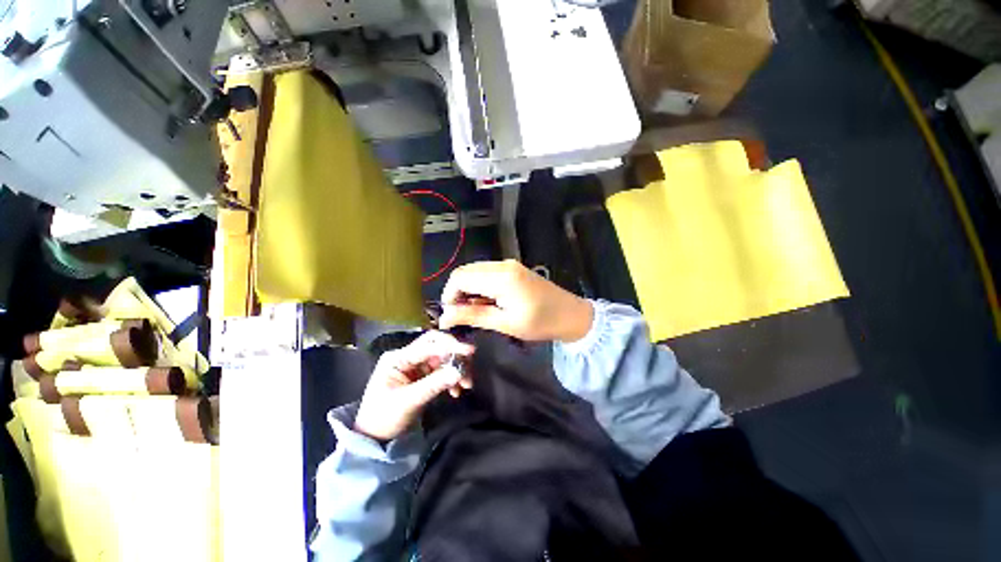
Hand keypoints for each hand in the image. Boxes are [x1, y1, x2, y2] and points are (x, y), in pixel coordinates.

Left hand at [354, 331, 473, 441]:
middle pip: (436, 346)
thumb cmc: (384, 418)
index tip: (469, 351)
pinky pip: (442, 370)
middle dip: (454, 354)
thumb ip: (434, 384)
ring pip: (442, 358)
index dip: (449, 346)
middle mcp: (407, 357)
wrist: (374, 439)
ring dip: (456, 368)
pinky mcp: (422, 376)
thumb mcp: (408, 401)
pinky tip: (456, 391)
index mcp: (398, 358)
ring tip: (466, 384)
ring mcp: (416, 366)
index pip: (428, 345)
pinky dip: (451, 378)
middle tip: (469, 364)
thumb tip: (459, 371)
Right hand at [438, 260, 592, 342]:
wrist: (570, 314)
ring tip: (476, 311)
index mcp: (501, 277)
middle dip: (457, 292)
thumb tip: (444, 317)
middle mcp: (502, 265)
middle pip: (465, 272)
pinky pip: (486, 273)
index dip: (449, 295)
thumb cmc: (540, 323)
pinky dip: (480, 287)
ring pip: (475, 271)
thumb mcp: (505, 323)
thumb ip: (473, 316)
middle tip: (462, 316)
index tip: (451, 316)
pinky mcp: (512, 268)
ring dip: (468, 290)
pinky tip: (487, 302)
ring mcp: (508, 264)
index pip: (460, 277)